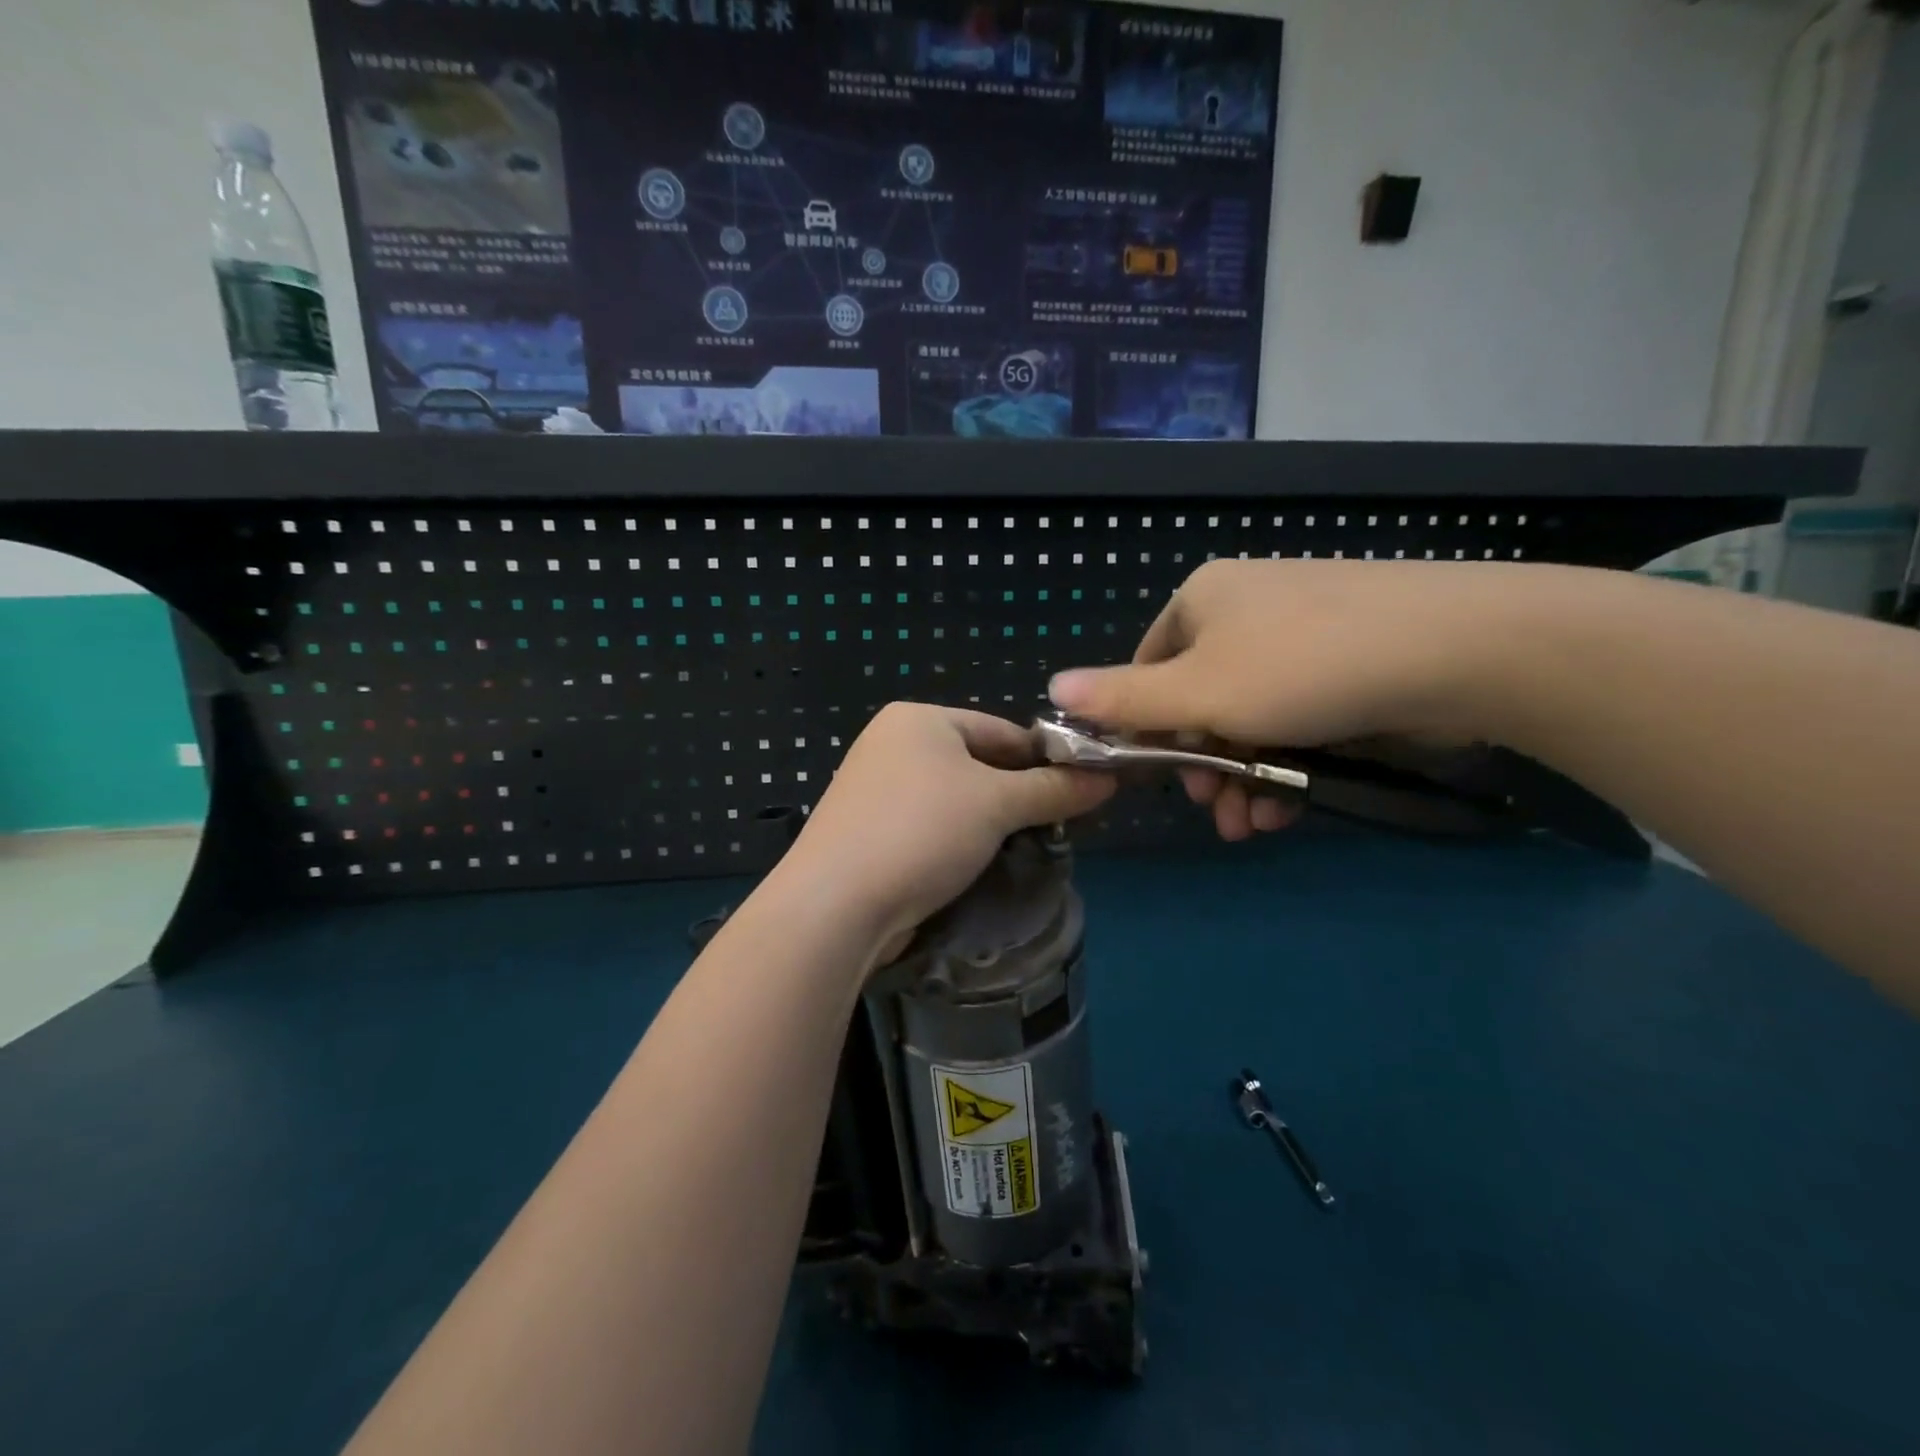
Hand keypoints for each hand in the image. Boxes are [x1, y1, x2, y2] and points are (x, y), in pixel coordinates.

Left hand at [779, 703, 1113, 959]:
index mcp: (919, 719)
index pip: (1002, 730)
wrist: (835, 905)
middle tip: (1059, 826)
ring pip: (955, 800)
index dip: (1046, 760)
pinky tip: (981, 866)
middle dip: (1018, 796)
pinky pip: (930, 827)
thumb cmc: (921, 832)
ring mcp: (876, 789)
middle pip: (978, 764)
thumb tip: (1109, 778)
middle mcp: (893, 745)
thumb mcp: (997, 804)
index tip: (1083, 792)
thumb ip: (1054, 788)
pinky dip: (958, 842)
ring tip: (1027, 850)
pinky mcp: (869, 832)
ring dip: (990, 824)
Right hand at [1047, 559, 1516, 840]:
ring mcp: (1302, 634)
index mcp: (1202, 600)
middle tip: (1214, 808)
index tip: (1158, 777)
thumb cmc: (1302, 668)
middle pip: (1198, 699)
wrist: (1458, 649)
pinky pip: (1294, 717)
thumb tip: (1051, 688)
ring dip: (1242, 777)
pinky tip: (1288, 807)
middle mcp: (1247, 608)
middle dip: (1201, 765)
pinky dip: (1284, 762)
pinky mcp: (1348, 663)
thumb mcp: (1199, 692)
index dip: (1145, 728)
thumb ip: (1123, 698)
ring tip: (1251, 825)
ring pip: (1248, 717)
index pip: (1146, 668)